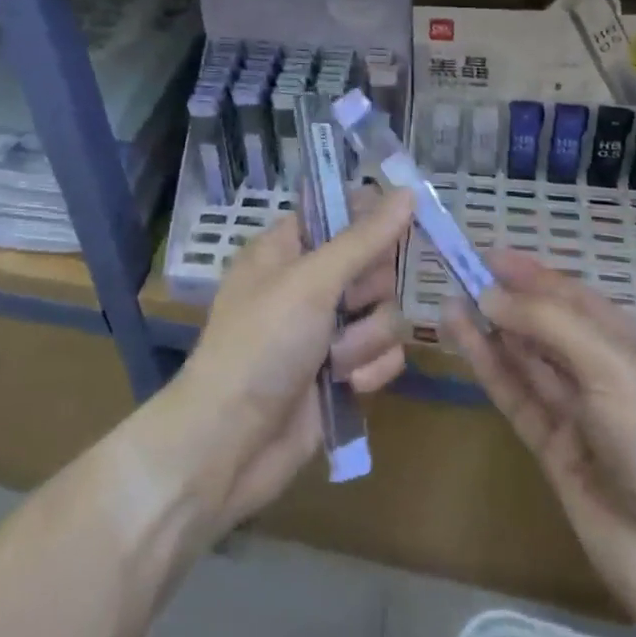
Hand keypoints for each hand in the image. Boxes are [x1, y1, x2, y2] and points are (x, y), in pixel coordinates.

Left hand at [158, 187, 413, 535]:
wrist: (228, 444)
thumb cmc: (261, 344)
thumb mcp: (311, 282)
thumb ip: (364, 239)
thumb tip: (407, 192)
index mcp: (287, 248)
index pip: (340, 214)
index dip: (370, 218)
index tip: (401, 225)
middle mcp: (308, 283)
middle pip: (373, 264)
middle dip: (369, 291)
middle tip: (349, 304)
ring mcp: (325, 330)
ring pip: (383, 312)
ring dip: (365, 338)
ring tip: (335, 361)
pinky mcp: (341, 373)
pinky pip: (383, 354)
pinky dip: (370, 369)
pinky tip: (348, 385)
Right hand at [444, 250, 635, 636]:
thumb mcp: (617, 370)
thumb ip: (550, 326)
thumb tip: (490, 295)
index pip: (579, 301)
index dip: (535, 276)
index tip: (490, 255)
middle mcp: (609, 376)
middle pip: (550, 327)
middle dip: (509, 300)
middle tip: (460, 272)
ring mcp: (580, 414)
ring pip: (527, 359)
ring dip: (491, 329)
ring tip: (450, 296)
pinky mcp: (553, 448)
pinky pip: (516, 395)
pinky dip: (489, 365)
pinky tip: (462, 335)